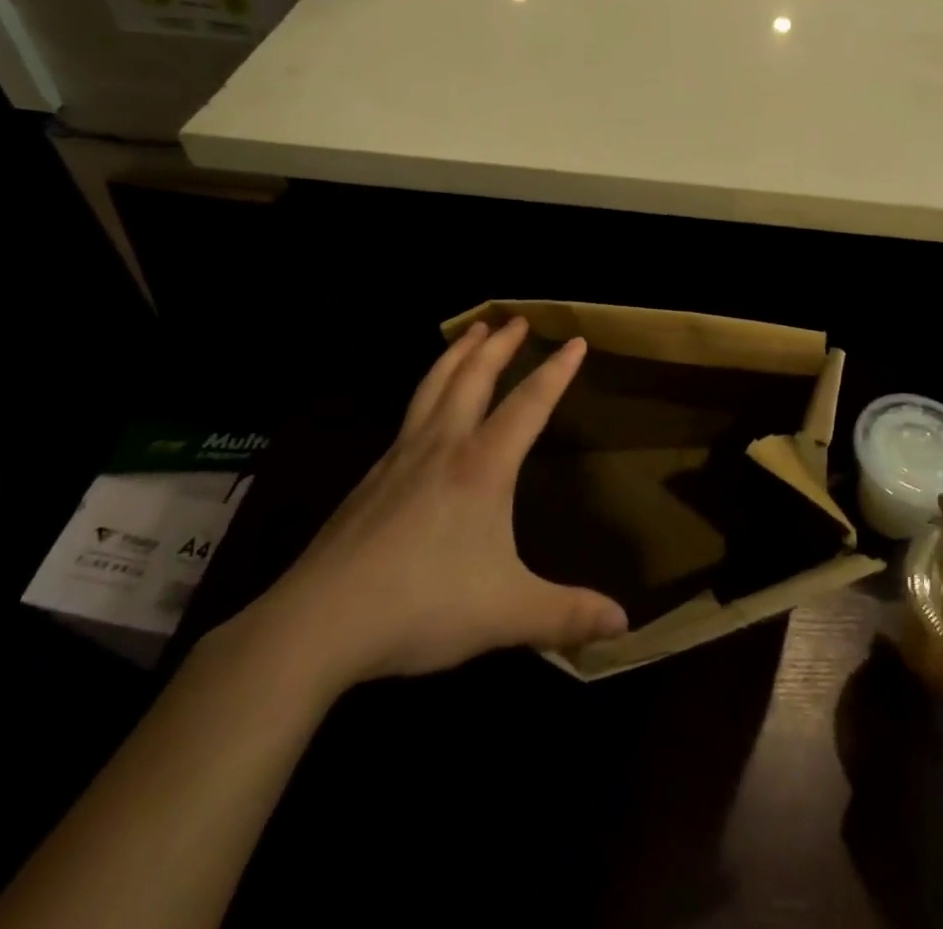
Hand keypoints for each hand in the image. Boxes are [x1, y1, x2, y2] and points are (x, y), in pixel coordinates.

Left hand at [232, 317, 627, 694]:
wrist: (319, 622)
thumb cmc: (422, 606)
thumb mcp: (507, 614)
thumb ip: (566, 615)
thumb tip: (624, 625)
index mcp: (482, 466)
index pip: (529, 404)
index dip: (556, 371)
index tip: (576, 340)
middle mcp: (443, 447)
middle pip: (474, 377)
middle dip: (499, 344)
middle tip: (517, 318)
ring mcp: (401, 457)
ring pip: (434, 386)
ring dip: (458, 353)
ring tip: (472, 331)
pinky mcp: (372, 477)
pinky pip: (410, 414)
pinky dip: (429, 388)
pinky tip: (426, 406)